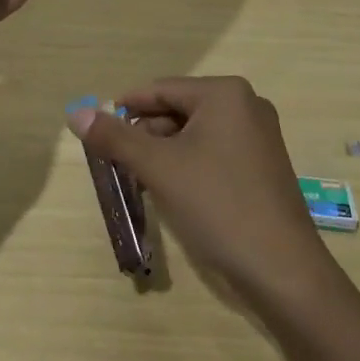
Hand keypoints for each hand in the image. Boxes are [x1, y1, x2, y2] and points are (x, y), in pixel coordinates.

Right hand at [67, 77, 332, 303]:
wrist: (283, 270)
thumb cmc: (217, 205)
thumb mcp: (158, 168)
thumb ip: (115, 137)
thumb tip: (76, 114)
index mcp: (224, 93)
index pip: (160, 90)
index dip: (125, 109)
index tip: (96, 131)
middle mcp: (246, 105)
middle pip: (178, 110)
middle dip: (144, 134)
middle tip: (115, 163)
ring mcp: (259, 136)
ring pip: (194, 133)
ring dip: (163, 152)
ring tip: (138, 180)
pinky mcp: (263, 165)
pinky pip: (214, 152)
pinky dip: (187, 165)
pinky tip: (171, 190)